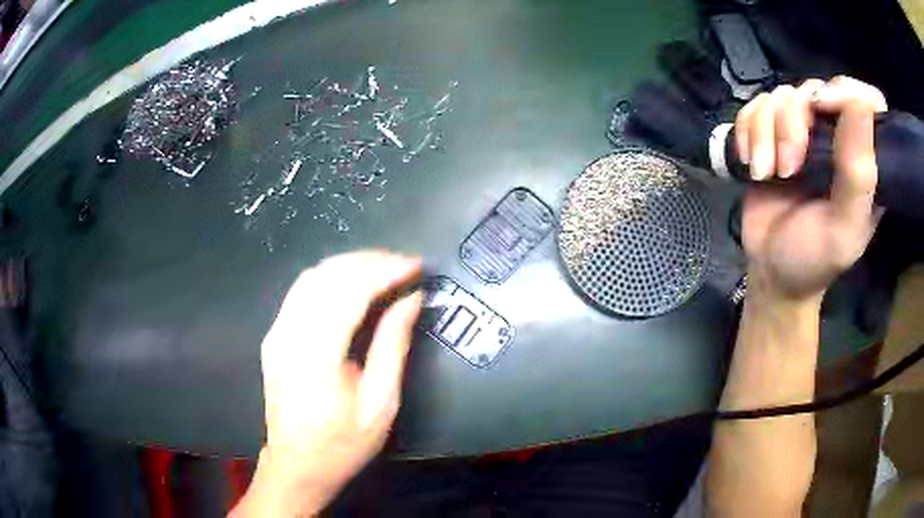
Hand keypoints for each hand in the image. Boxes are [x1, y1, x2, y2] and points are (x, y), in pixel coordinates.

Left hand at [232, 251, 422, 516]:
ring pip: (312, 276)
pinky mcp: (274, 335)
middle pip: (327, 275)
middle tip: (404, 264)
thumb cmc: (342, 444)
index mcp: (317, 356)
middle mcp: (290, 335)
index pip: (349, 291)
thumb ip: (393, 346)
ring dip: (350, 264)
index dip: (384, 270)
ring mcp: (277, 333)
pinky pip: (301, 290)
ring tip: (385, 269)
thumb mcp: (380, 404)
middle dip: (369, 261)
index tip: (416, 265)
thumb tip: (411, 299)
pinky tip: (354, 284)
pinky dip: (332, 277)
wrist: (296, 465)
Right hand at [735, 76, 885, 302]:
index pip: (866, 100)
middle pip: (814, 90)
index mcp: (864, 160)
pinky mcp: (771, 133)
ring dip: (765, 133)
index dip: (846, 91)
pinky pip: (754, 106)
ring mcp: (802, 132)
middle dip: (792, 124)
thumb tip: (860, 103)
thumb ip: (858, 175)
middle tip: (787, 169)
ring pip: (780, 96)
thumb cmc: (814, 259)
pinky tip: (750, 163)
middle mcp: (835, 136)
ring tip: (766, 173)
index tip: (821, 109)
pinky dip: (746, 131)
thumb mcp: (844, 229)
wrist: (771, 271)